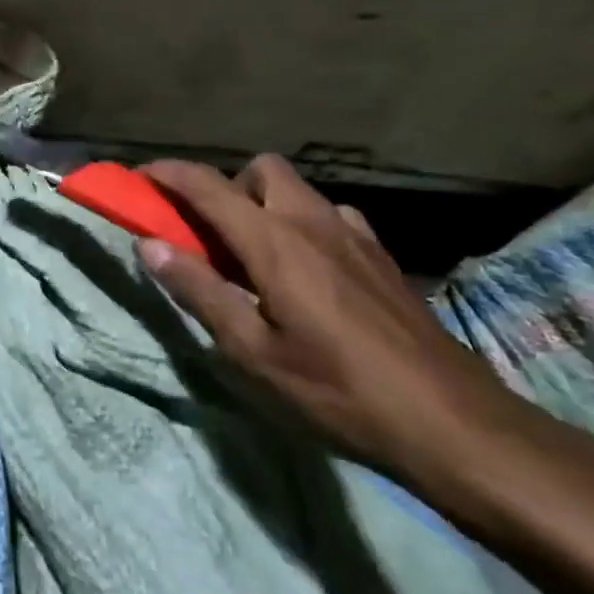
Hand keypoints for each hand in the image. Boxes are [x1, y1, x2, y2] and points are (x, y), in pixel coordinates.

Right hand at [136, 156, 523, 482]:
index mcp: (275, 242)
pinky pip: (330, 217)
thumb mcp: (252, 351)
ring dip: (266, 206)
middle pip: (261, 169)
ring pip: (299, 191)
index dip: (168, 174)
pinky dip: (304, 226)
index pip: (208, 186)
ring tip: (257, 259)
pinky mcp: (382, 257)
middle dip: (227, 186)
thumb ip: (199, 290)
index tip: (139, 177)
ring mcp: (355, 236)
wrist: (454, 423)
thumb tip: (149, 245)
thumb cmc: (338, 390)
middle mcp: (314, 222)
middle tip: (212, 236)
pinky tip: (308, 275)